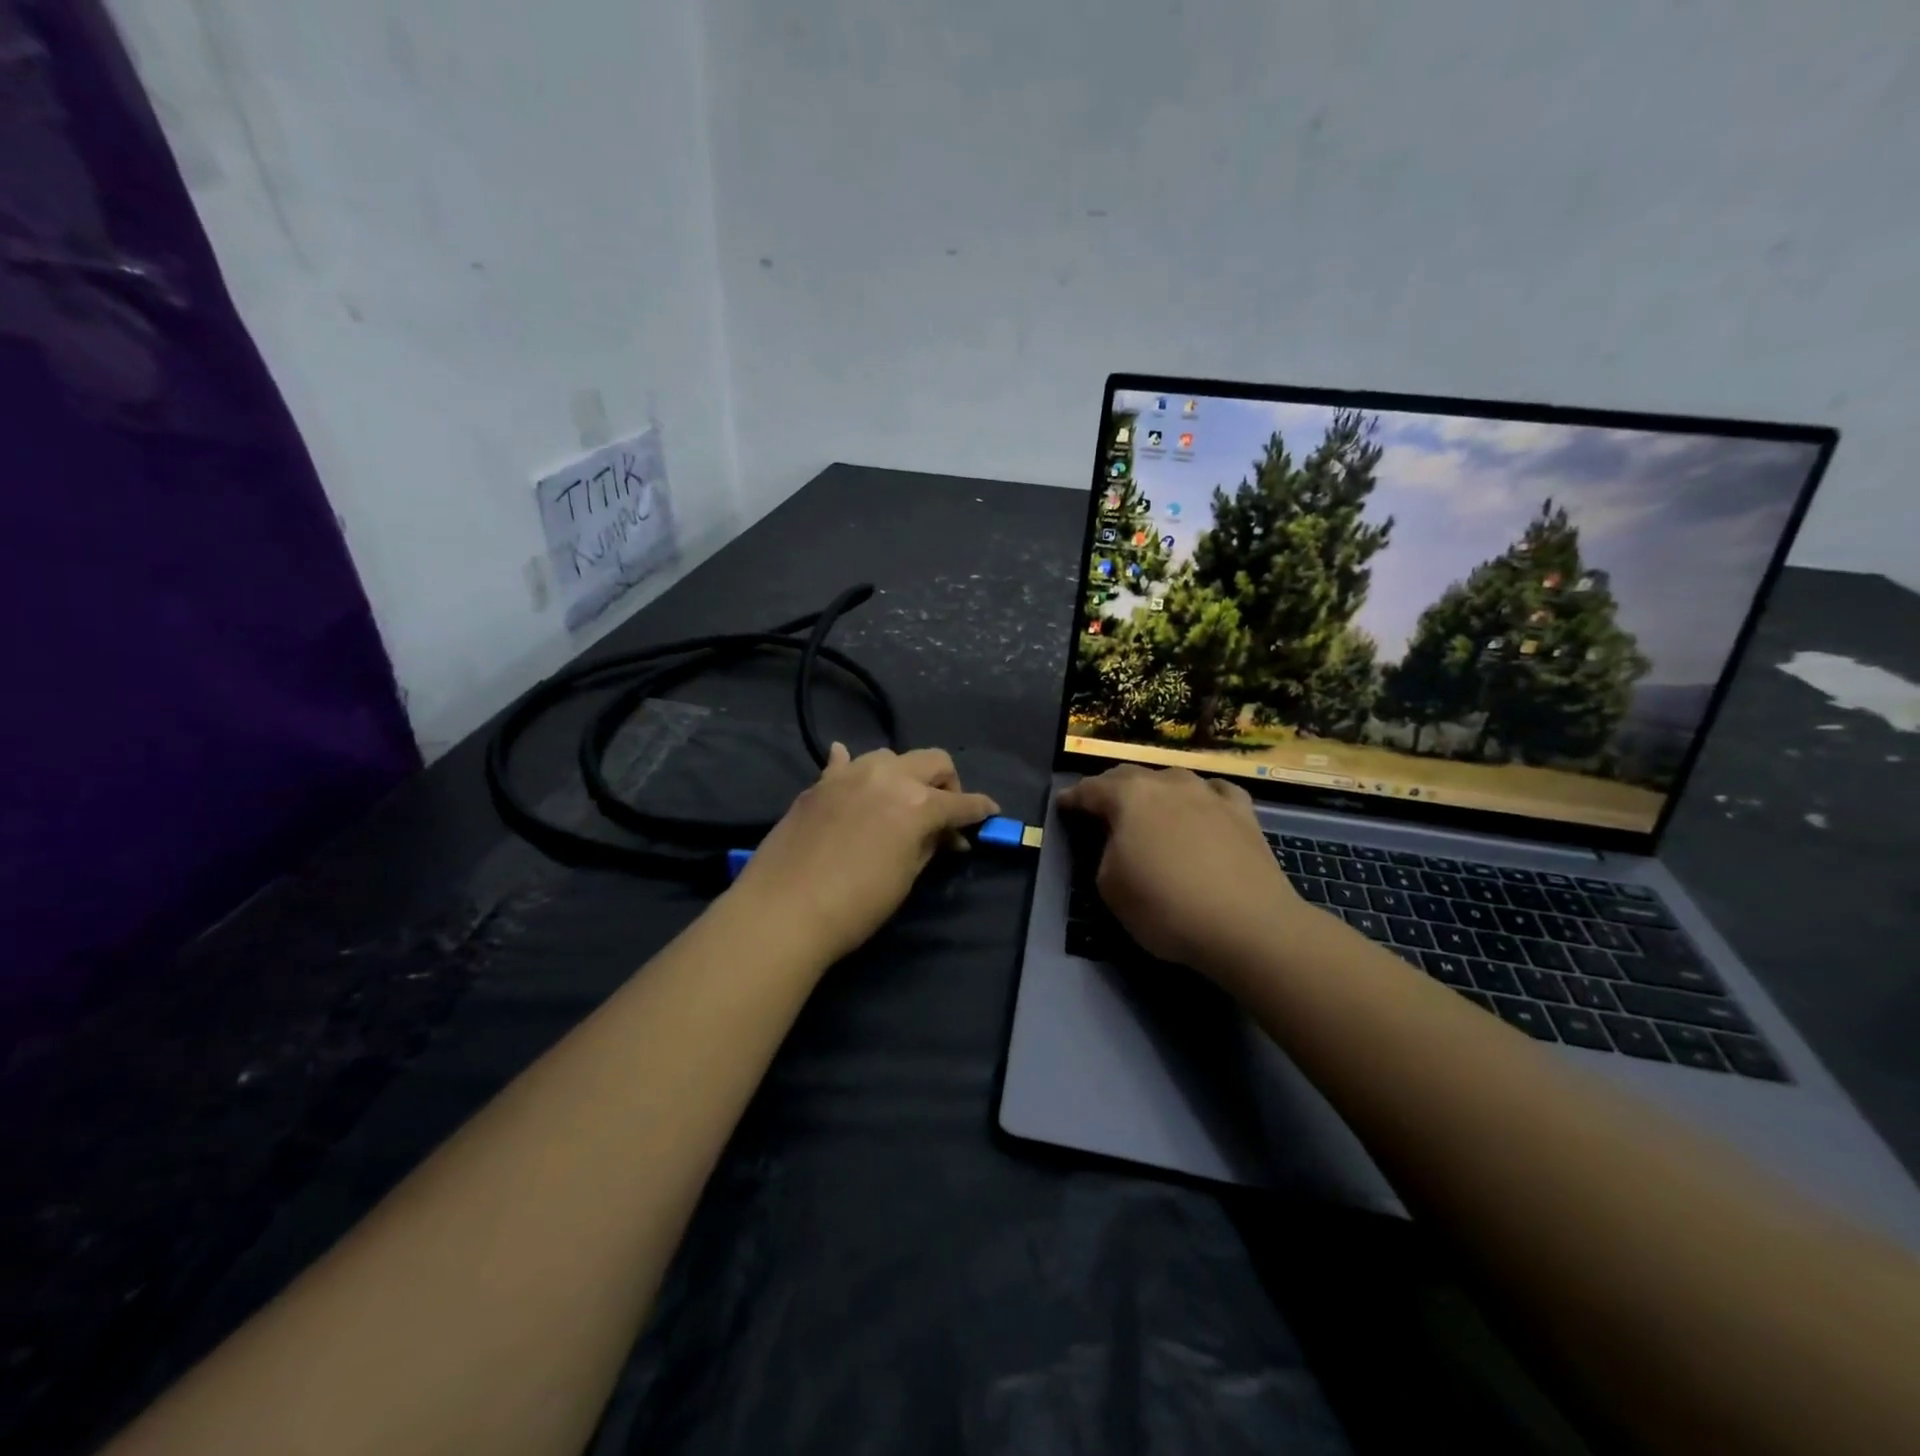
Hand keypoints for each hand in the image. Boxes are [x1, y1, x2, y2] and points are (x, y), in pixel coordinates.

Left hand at [731, 743, 999, 964]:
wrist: (783, 910)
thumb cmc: (856, 905)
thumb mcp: (906, 878)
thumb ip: (930, 847)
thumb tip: (948, 836)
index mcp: (918, 804)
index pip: (962, 802)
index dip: (981, 809)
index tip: (990, 814)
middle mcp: (888, 777)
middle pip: (933, 760)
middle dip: (948, 782)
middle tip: (944, 812)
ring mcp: (850, 775)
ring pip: (890, 756)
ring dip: (904, 774)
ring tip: (898, 801)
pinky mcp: (819, 784)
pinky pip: (843, 762)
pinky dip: (854, 767)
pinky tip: (852, 777)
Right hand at [1057, 765, 1303, 976]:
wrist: (1247, 925)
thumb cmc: (1165, 907)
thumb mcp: (1110, 887)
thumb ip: (1105, 853)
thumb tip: (1117, 842)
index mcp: (1128, 797)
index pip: (1089, 789)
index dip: (1072, 798)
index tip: (1062, 805)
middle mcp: (1167, 783)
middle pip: (1129, 776)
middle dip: (1109, 788)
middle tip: (1098, 806)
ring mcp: (1208, 793)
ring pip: (1172, 779)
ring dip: (1154, 790)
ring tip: (1149, 807)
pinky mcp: (1242, 811)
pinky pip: (1214, 792)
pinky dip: (1200, 797)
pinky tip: (1202, 807)